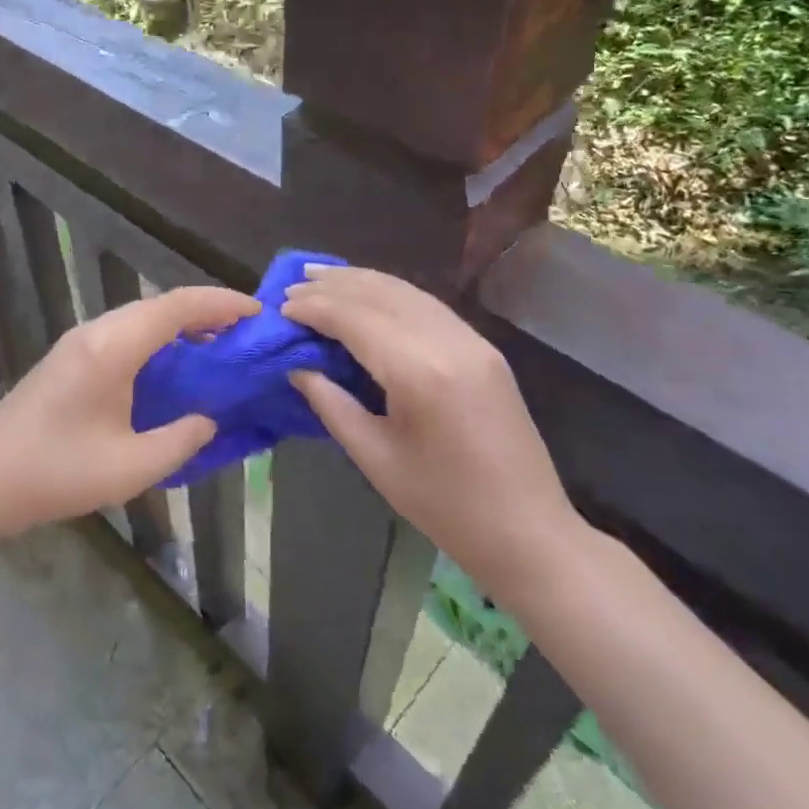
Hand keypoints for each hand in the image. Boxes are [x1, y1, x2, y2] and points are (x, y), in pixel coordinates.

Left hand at [0, 284, 260, 541]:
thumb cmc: (57, 473)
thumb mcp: (131, 466)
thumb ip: (181, 440)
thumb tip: (210, 419)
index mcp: (112, 348)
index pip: (176, 307)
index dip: (220, 304)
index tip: (257, 312)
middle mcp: (95, 332)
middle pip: (159, 305)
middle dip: (205, 311)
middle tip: (245, 332)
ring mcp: (78, 342)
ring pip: (140, 317)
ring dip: (179, 324)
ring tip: (217, 345)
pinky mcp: (69, 358)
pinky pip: (124, 333)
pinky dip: (157, 339)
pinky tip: (172, 365)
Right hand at [281, 265, 584, 604]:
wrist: (528, 531)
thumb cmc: (444, 506)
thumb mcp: (375, 458)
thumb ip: (331, 403)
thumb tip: (298, 366)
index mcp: (420, 372)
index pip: (355, 319)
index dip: (314, 308)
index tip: (280, 307)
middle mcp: (448, 341)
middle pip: (380, 294)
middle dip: (333, 286)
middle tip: (292, 285)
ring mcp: (472, 340)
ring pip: (406, 292)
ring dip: (361, 281)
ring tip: (321, 276)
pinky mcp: (483, 348)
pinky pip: (427, 305)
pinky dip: (390, 293)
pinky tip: (368, 293)